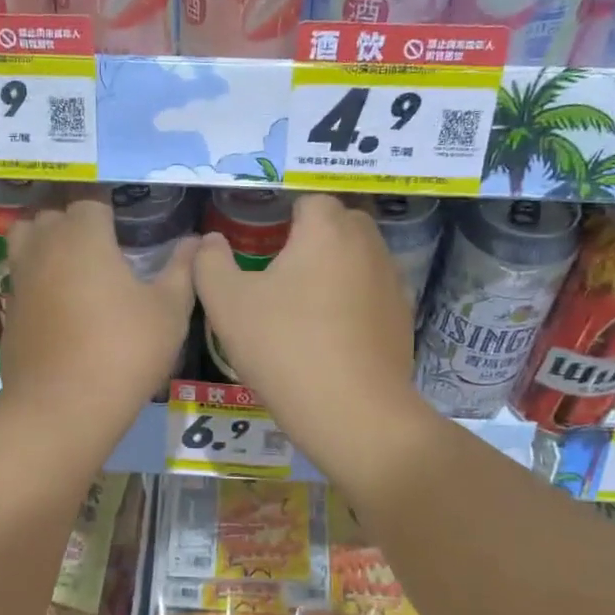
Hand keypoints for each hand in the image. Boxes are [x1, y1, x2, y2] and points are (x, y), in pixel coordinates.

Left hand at [0, 196, 193, 426]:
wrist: (63, 407)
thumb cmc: (124, 350)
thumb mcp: (169, 310)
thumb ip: (182, 269)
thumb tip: (196, 241)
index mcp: (82, 236)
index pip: (90, 201)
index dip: (109, 211)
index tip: (127, 228)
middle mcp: (44, 247)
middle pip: (52, 215)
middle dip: (75, 222)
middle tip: (104, 246)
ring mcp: (20, 280)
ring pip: (25, 241)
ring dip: (46, 243)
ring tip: (75, 266)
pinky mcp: (8, 312)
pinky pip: (21, 279)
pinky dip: (36, 280)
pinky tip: (60, 306)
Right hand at [193, 194, 430, 477]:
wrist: (353, 412)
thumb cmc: (284, 348)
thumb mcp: (227, 304)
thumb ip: (211, 263)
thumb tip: (212, 242)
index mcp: (327, 229)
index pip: (308, 201)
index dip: (281, 221)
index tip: (261, 251)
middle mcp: (368, 245)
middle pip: (337, 225)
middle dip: (310, 241)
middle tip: (278, 278)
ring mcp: (392, 281)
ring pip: (357, 259)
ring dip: (333, 271)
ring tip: (304, 310)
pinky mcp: (403, 317)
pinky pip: (371, 294)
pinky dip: (353, 303)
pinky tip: (332, 337)